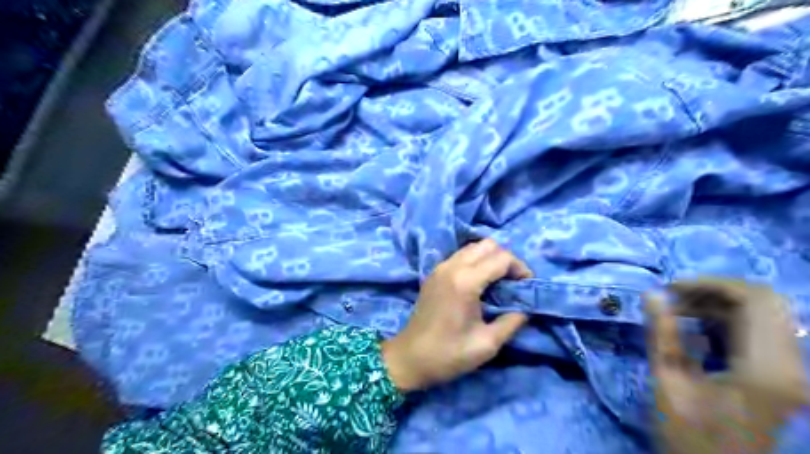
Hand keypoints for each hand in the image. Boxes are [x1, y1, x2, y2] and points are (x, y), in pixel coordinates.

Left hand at [379, 240, 531, 392]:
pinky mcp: (434, 273)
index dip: (520, 268)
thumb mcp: (487, 344)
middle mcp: (452, 266)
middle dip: (506, 259)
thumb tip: (526, 308)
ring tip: (499, 282)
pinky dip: (476, 261)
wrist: (409, 358)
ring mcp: (440, 268)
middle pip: (487, 245)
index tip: (527, 287)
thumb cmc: (448, 354)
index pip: (502, 258)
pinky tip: (480, 283)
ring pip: (473, 247)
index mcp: (465, 281)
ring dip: (490, 258)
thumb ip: (512, 322)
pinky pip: (461, 256)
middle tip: (514, 282)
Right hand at [646, 278, 809, 453]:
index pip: (756, 301)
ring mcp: (794, 373)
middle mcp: (792, 367)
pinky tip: (697, 329)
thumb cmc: (689, 435)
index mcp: (765, 370)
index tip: (671, 289)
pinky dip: (729, 320)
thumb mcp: (668, 382)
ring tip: (679, 311)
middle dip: (716, 291)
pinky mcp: (786, 377)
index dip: (711, 284)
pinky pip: (764, 332)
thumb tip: (652, 294)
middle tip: (675, 297)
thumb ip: (662, 335)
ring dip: (720, 304)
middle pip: (766, 302)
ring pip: (767, 314)